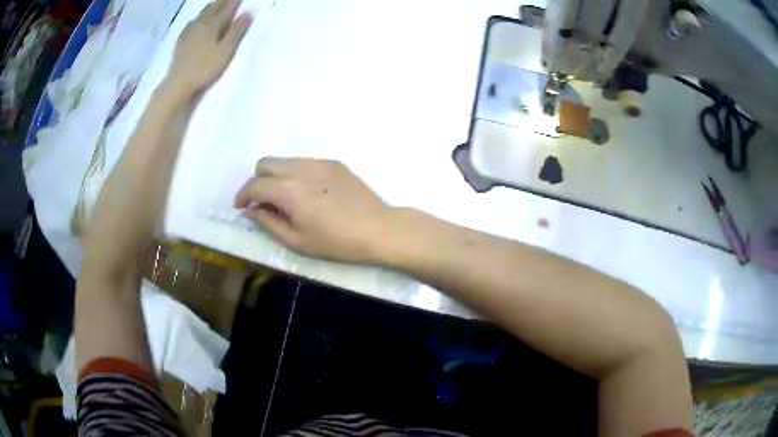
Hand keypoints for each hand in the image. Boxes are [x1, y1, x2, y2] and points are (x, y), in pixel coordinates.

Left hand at [166, 0, 251, 97]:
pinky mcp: (181, 41)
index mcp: (212, 25)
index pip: (226, 9)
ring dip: (210, 7)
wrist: (178, 84)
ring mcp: (188, 32)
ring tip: (216, 3)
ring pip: (201, 14)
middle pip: (213, 8)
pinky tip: (196, 20)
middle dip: (222, 2)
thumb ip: (236, 31)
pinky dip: (198, 18)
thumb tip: (248, 13)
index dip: (234, 2)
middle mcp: (200, 24)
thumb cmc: (204, 68)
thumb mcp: (225, 51)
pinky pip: (191, 23)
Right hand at [235, 158, 391, 263]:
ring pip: (285, 161)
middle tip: (262, 202)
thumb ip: (268, 222)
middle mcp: (300, 168)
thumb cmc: (336, 242)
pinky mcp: (333, 163)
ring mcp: (319, 162)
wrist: (378, 228)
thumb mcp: (296, 241)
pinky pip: (304, 163)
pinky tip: (308, 193)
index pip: (254, 185)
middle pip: (265, 163)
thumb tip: (250, 210)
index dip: (242, 196)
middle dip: (257, 181)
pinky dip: (295, 174)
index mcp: (288, 190)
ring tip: (285, 199)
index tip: (240, 207)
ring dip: (276, 176)